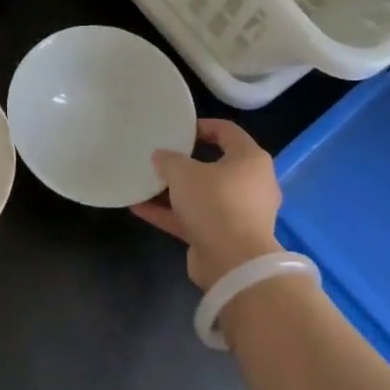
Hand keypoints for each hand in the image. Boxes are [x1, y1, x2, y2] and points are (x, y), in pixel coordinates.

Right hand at [130, 119, 282, 289]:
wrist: (233, 263)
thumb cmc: (215, 203)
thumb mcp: (184, 173)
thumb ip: (169, 160)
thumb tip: (161, 157)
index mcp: (250, 160)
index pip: (227, 132)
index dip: (203, 126)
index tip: (179, 128)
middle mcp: (250, 184)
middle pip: (215, 165)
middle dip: (186, 162)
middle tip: (162, 156)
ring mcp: (238, 213)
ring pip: (202, 195)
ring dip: (174, 191)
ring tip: (145, 182)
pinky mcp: (224, 237)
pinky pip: (194, 219)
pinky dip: (170, 213)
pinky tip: (139, 208)